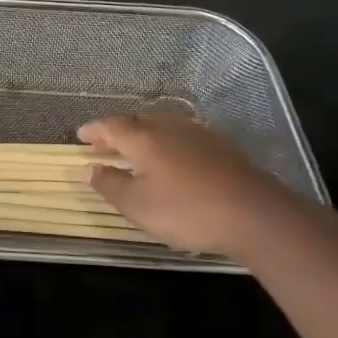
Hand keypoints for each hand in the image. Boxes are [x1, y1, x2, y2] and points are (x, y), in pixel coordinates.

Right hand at [80, 110, 293, 256]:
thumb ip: (110, 185)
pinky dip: (169, 143)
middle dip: (119, 130)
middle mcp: (170, 128)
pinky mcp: (223, 148)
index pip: (111, 126)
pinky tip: (174, 158)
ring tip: (137, 149)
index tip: (80, 136)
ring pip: (164, 126)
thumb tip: (90, 169)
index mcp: (144, 138)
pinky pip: (185, 136)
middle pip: (138, 121)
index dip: (94, 130)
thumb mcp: (137, 206)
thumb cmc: (186, 211)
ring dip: (145, 134)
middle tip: (106, 142)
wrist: (256, 215)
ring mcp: (200, 135)